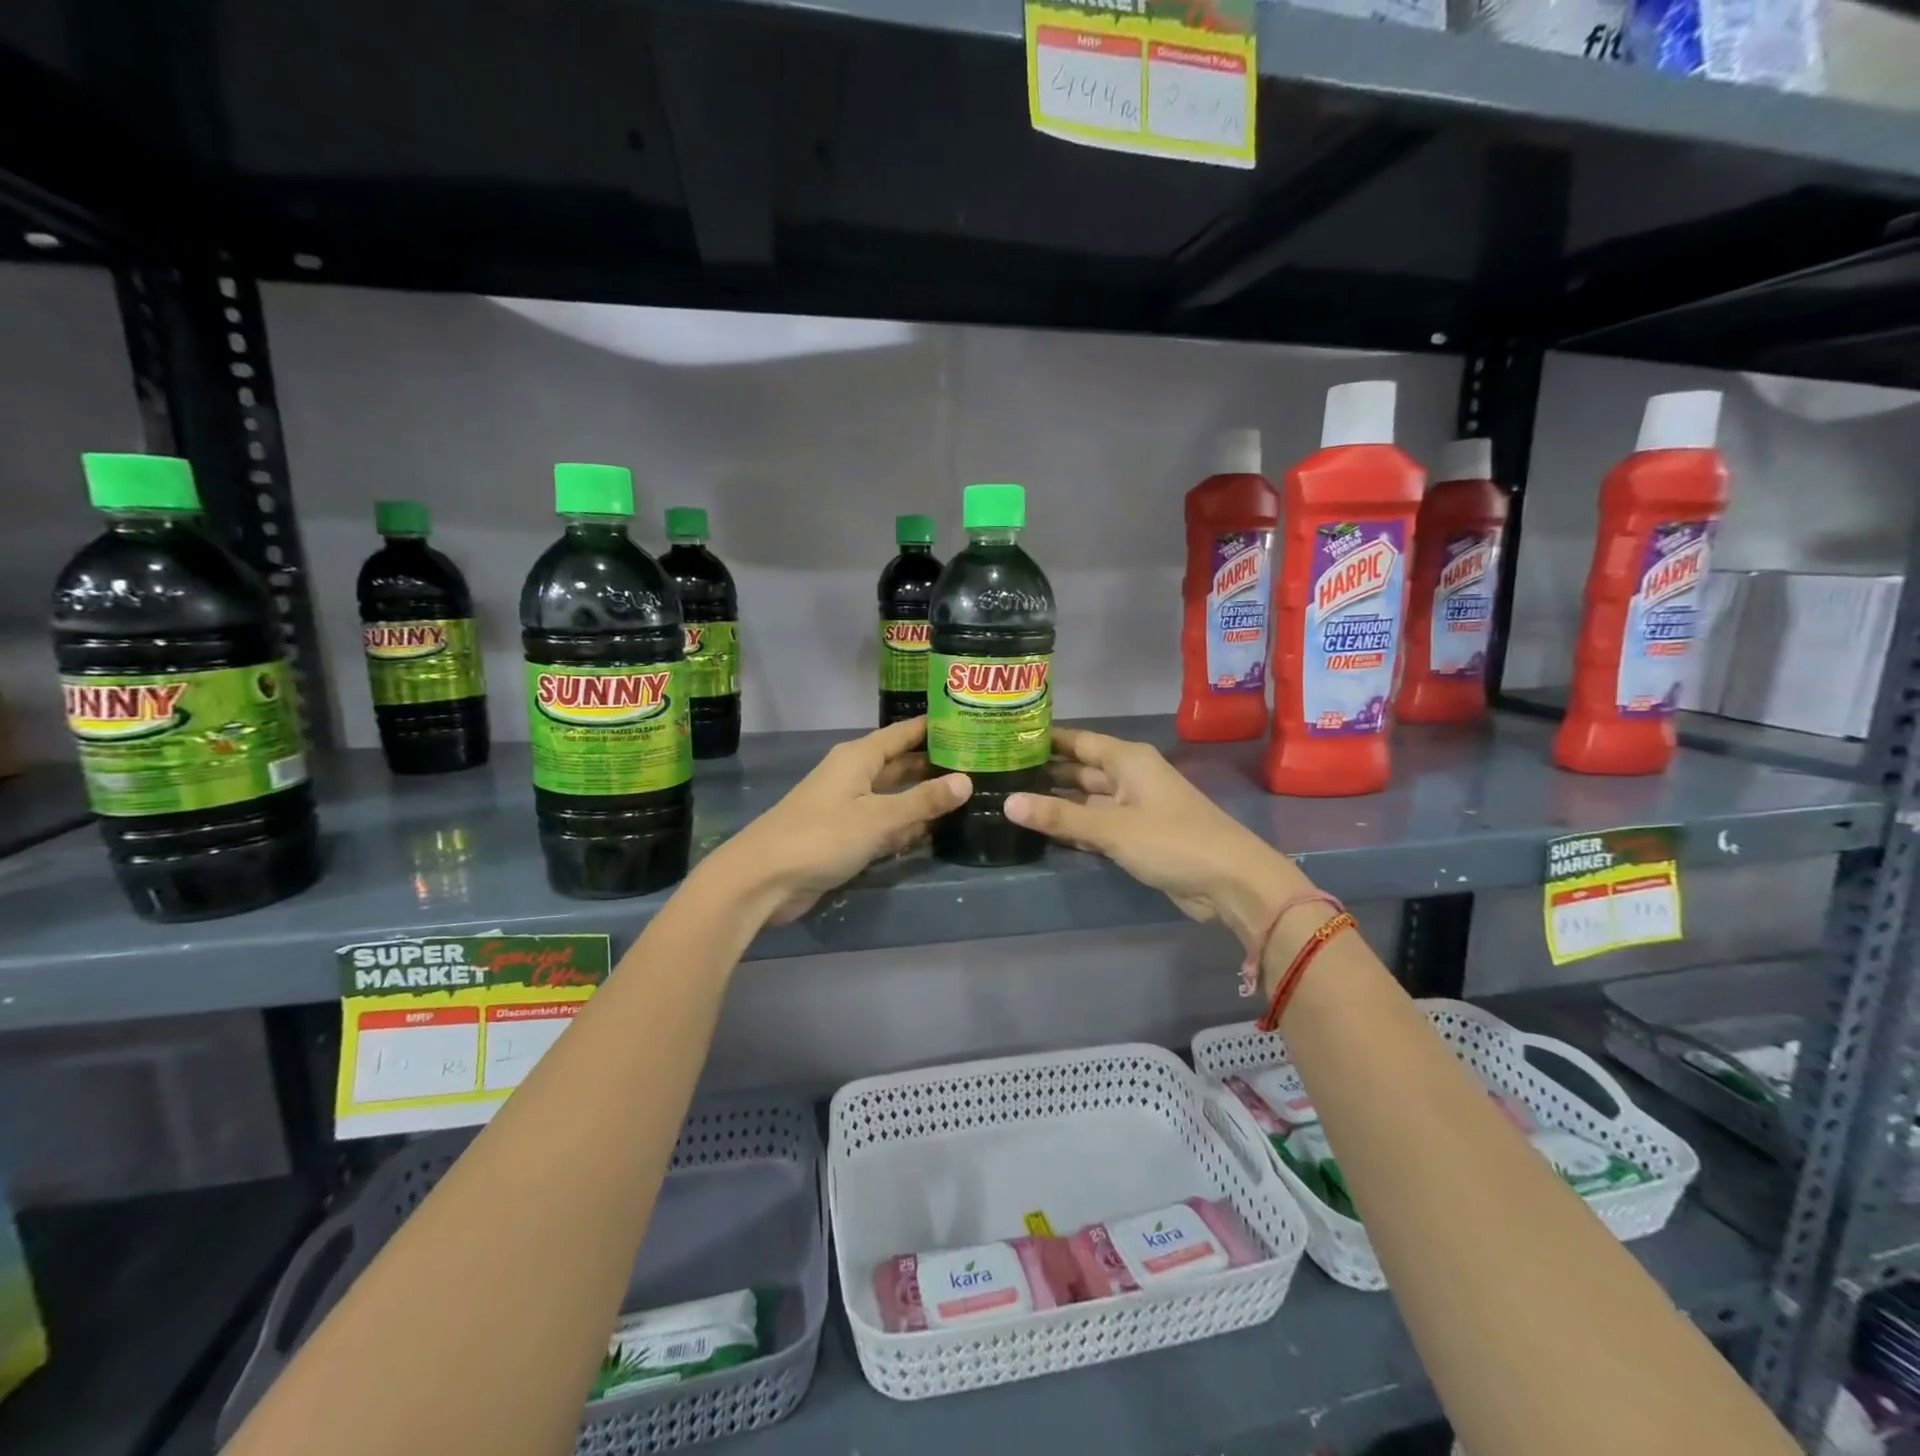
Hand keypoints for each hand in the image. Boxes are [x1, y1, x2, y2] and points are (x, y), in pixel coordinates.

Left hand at [710, 717, 970, 926]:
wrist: (763, 880)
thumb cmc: (820, 837)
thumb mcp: (878, 818)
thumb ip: (922, 801)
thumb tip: (966, 781)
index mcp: (858, 758)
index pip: (903, 733)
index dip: (934, 727)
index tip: (971, 721)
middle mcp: (854, 776)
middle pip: (901, 764)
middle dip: (935, 765)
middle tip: (981, 764)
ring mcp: (849, 807)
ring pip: (894, 796)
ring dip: (924, 798)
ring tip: (969, 794)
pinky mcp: (845, 837)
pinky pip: (884, 824)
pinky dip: (906, 826)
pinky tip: (935, 830)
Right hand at [1005, 726, 1311, 947]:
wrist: (1230, 881)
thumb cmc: (1171, 840)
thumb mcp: (1111, 827)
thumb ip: (1060, 816)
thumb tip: (1008, 803)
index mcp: (1128, 760)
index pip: (1078, 741)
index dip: (1046, 740)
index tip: (1007, 738)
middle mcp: (1129, 777)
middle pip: (1080, 770)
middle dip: (1045, 773)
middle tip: (1000, 775)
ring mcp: (1134, 808)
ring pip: (1086, 799)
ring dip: (1057, 803)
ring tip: (1011, 800)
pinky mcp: (1137, 836)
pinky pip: (1097, 824)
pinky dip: (1074, 827)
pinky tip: (1043, 830)